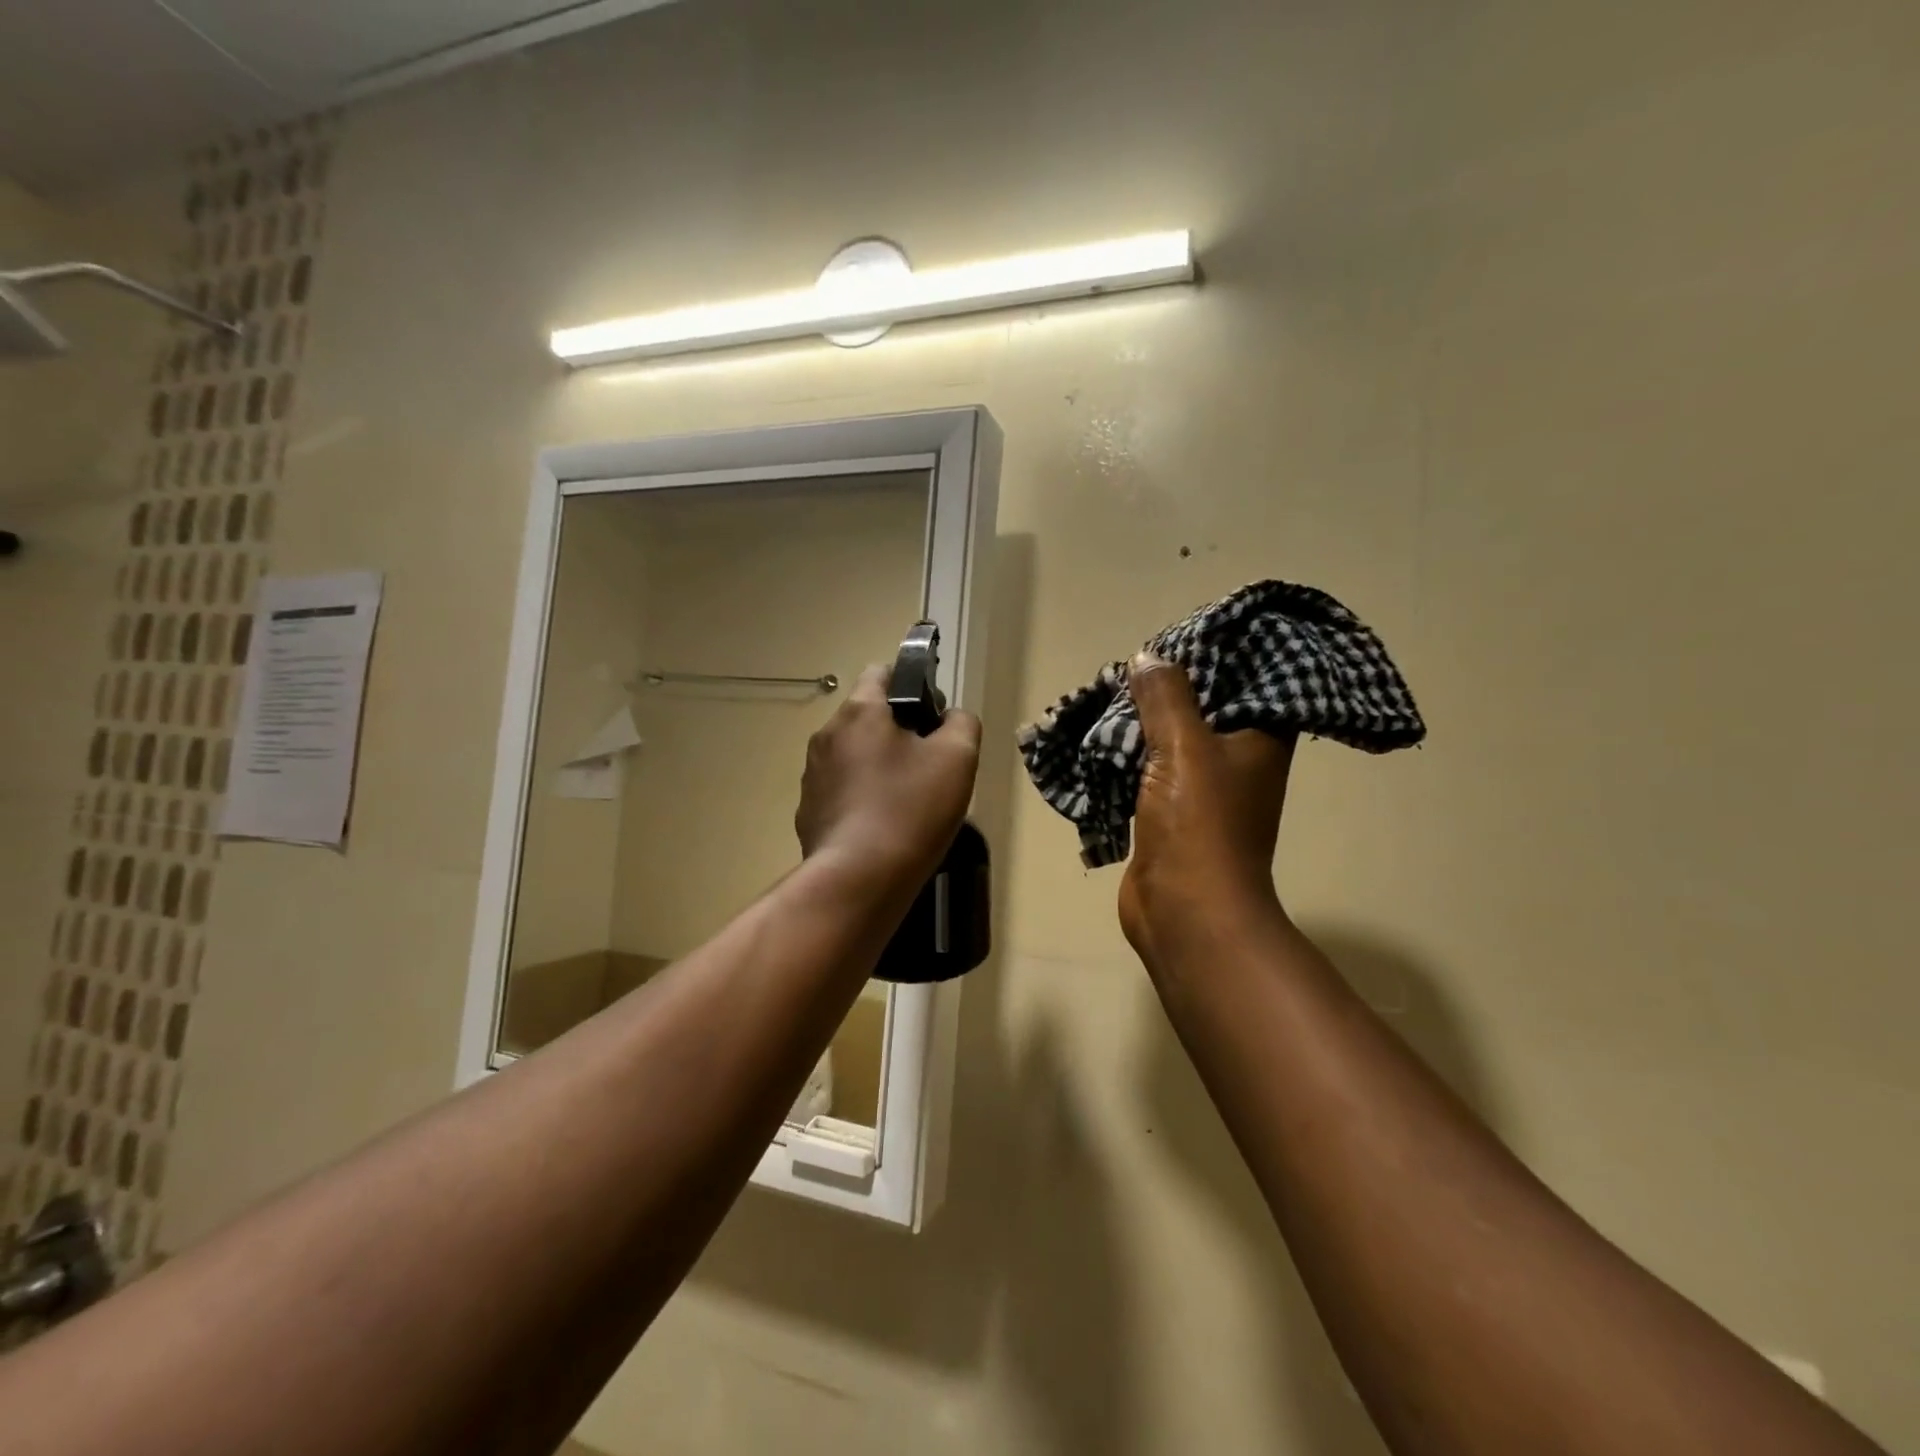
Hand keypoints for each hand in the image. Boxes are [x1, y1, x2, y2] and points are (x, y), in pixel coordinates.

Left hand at [796, 663, 981, 891]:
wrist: (858, 879)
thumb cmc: (911, 809)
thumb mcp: (958, 758)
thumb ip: (961, 724)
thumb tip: (951, 719)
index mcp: (860, 712)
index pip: (881, 672)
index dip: (910, 685)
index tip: (931, 716)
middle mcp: (826, 735)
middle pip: (866, 718)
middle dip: (897, 732)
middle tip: (929, 765)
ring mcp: (812, 776)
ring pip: (852, 756)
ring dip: (877, 767)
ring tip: (907, 801)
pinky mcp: (808, 812)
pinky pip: (840, 792)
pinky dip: (860, 799)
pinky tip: (882, 827)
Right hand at [1119, 653, 1294, 973]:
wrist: (1186, 912)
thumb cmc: (1199, 825)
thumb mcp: (1184, 748)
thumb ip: (1166, 698)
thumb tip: (1148, 658)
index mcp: (1259, 740)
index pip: (1248, 680)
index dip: (1218, 656)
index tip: (1182, 636)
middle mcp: (1236, 760)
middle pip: (1201, 707)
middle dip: (1165, 689)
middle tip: (1133, 664)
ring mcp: (1201, 790)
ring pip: (1168, 739)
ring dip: (1139, 723)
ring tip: (1107, 692)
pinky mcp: (1168, 812)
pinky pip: (1146, 770)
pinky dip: (1125, 755)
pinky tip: (1097, 736)